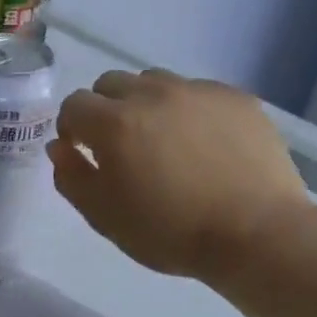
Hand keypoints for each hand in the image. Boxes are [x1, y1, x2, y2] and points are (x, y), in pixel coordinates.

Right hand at [49, 69, 310, 280]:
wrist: (256, 234)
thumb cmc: (170, 232)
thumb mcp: (104, 217)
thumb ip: (72, 177)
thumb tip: (60, 148)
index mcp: (114, 123)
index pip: (74, 105)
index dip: (71, 128)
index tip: (82, 152)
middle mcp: (152, 94)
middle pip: (111, 83)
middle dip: (104, 109)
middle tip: (120, 146)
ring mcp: (198, 91)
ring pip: (154, 82)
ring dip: (145, 104)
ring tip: (162, 140)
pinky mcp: (235, 98)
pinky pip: (197, 92)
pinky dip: (187, 109)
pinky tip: (202, 144)